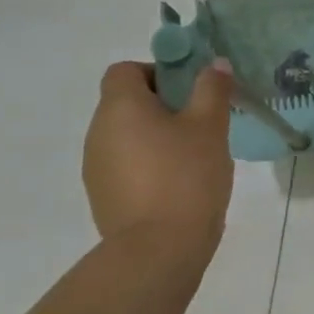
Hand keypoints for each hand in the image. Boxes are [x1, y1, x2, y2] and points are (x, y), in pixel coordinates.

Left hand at [83, 60, 234, 262]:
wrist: (158, 249)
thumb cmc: (186, 175)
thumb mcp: (210, 126)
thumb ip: (212, 89)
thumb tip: (216, 64)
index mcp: (120, 107)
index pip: (125, 70)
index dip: (158, 72)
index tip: (190, 90)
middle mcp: (98, 132)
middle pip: (126, 103)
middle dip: (164, 106)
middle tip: (203, 122)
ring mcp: (96, 166)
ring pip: (128, 135)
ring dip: (157, 137)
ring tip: (195, 156)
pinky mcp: (104, 195)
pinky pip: (127, 165)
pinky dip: (150, 164)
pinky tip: (180, 184)